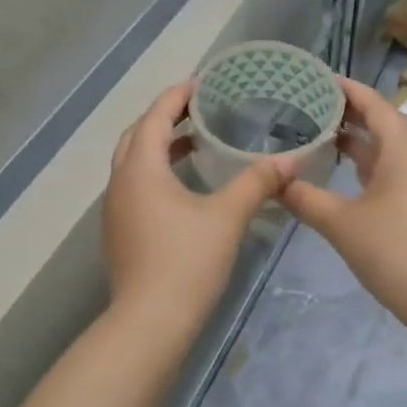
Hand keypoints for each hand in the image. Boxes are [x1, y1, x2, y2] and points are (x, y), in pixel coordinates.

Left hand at [102, 82, 288, 343]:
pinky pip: (135, 188)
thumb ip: (257, 183)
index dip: (177, 96)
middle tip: (200, 111)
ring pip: (134, 164)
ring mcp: (115, 211)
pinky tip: (184, 190)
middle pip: (137, 136)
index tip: (202, 84)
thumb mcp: (228, 217)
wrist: (149, 323)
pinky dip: (156, 174)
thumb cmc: (187, 261)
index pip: (155, 116)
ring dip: (160, 148)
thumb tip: (290, 161)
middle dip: (166, 119)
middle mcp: (120, 183)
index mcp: (140, 169)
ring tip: (196, 145)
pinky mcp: (119, 234)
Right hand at [277, 78, 406, 326]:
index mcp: (403, 150)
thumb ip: (304, 198)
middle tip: (310, 103)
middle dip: (348, 112)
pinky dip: (366, 164)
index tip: (318, 78)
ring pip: (387, 149)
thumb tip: (273, 182)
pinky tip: (342, 172)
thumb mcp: (341, 223)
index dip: (347, 88)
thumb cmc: (393, 250)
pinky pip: (391, 170)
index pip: (374, 104)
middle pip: (382, 123)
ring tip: (319, 131)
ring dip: (357, 139)